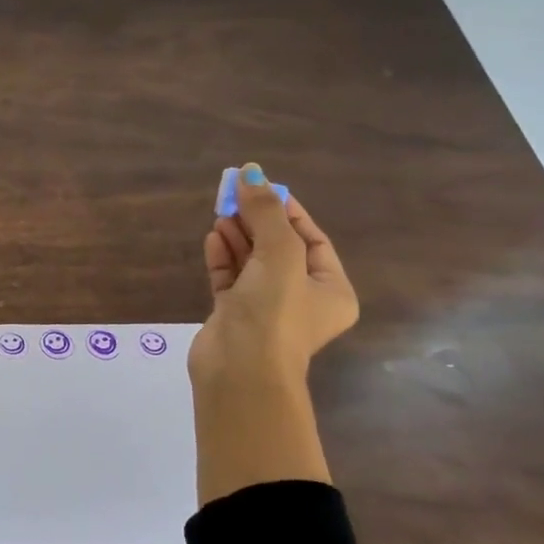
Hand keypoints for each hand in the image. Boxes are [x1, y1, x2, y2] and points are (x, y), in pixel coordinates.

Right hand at [188, 164, 357, 501]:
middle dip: (257, 221)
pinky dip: (222, 257)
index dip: (288, 211)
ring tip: (220, 212)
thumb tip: (251, 171)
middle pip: (279, 248)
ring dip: (238, 236)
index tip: (262, 187)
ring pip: (252, 263)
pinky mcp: (233, 316)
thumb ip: (265, 212)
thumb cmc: (274, 312)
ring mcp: (265, 309)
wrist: (240, 372)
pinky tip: (212, 237)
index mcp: (331, 289)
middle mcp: (301, 299)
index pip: (312, 239)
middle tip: (233, 195)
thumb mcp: (278, 254)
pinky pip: (230, 279)